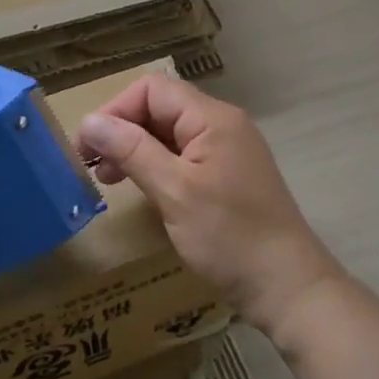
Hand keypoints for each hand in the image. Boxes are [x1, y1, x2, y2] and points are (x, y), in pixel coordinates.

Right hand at [77, 73, 343, 332]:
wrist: (289, 288)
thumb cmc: (230, 237)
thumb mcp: (174, 192)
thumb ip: (131, 150)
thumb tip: (89, 121)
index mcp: (212, 118)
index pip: (152, 90)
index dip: (116, 111)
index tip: (89, 147)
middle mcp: (221, 124)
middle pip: (160, 107)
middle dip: (122, 130)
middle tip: (94, 168)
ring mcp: (227, 150)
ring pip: (169, 132)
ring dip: (135, 149)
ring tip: (110, 179)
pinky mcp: (228, 175)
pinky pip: (183, 155)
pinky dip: (156, 165)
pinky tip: (142, 188)